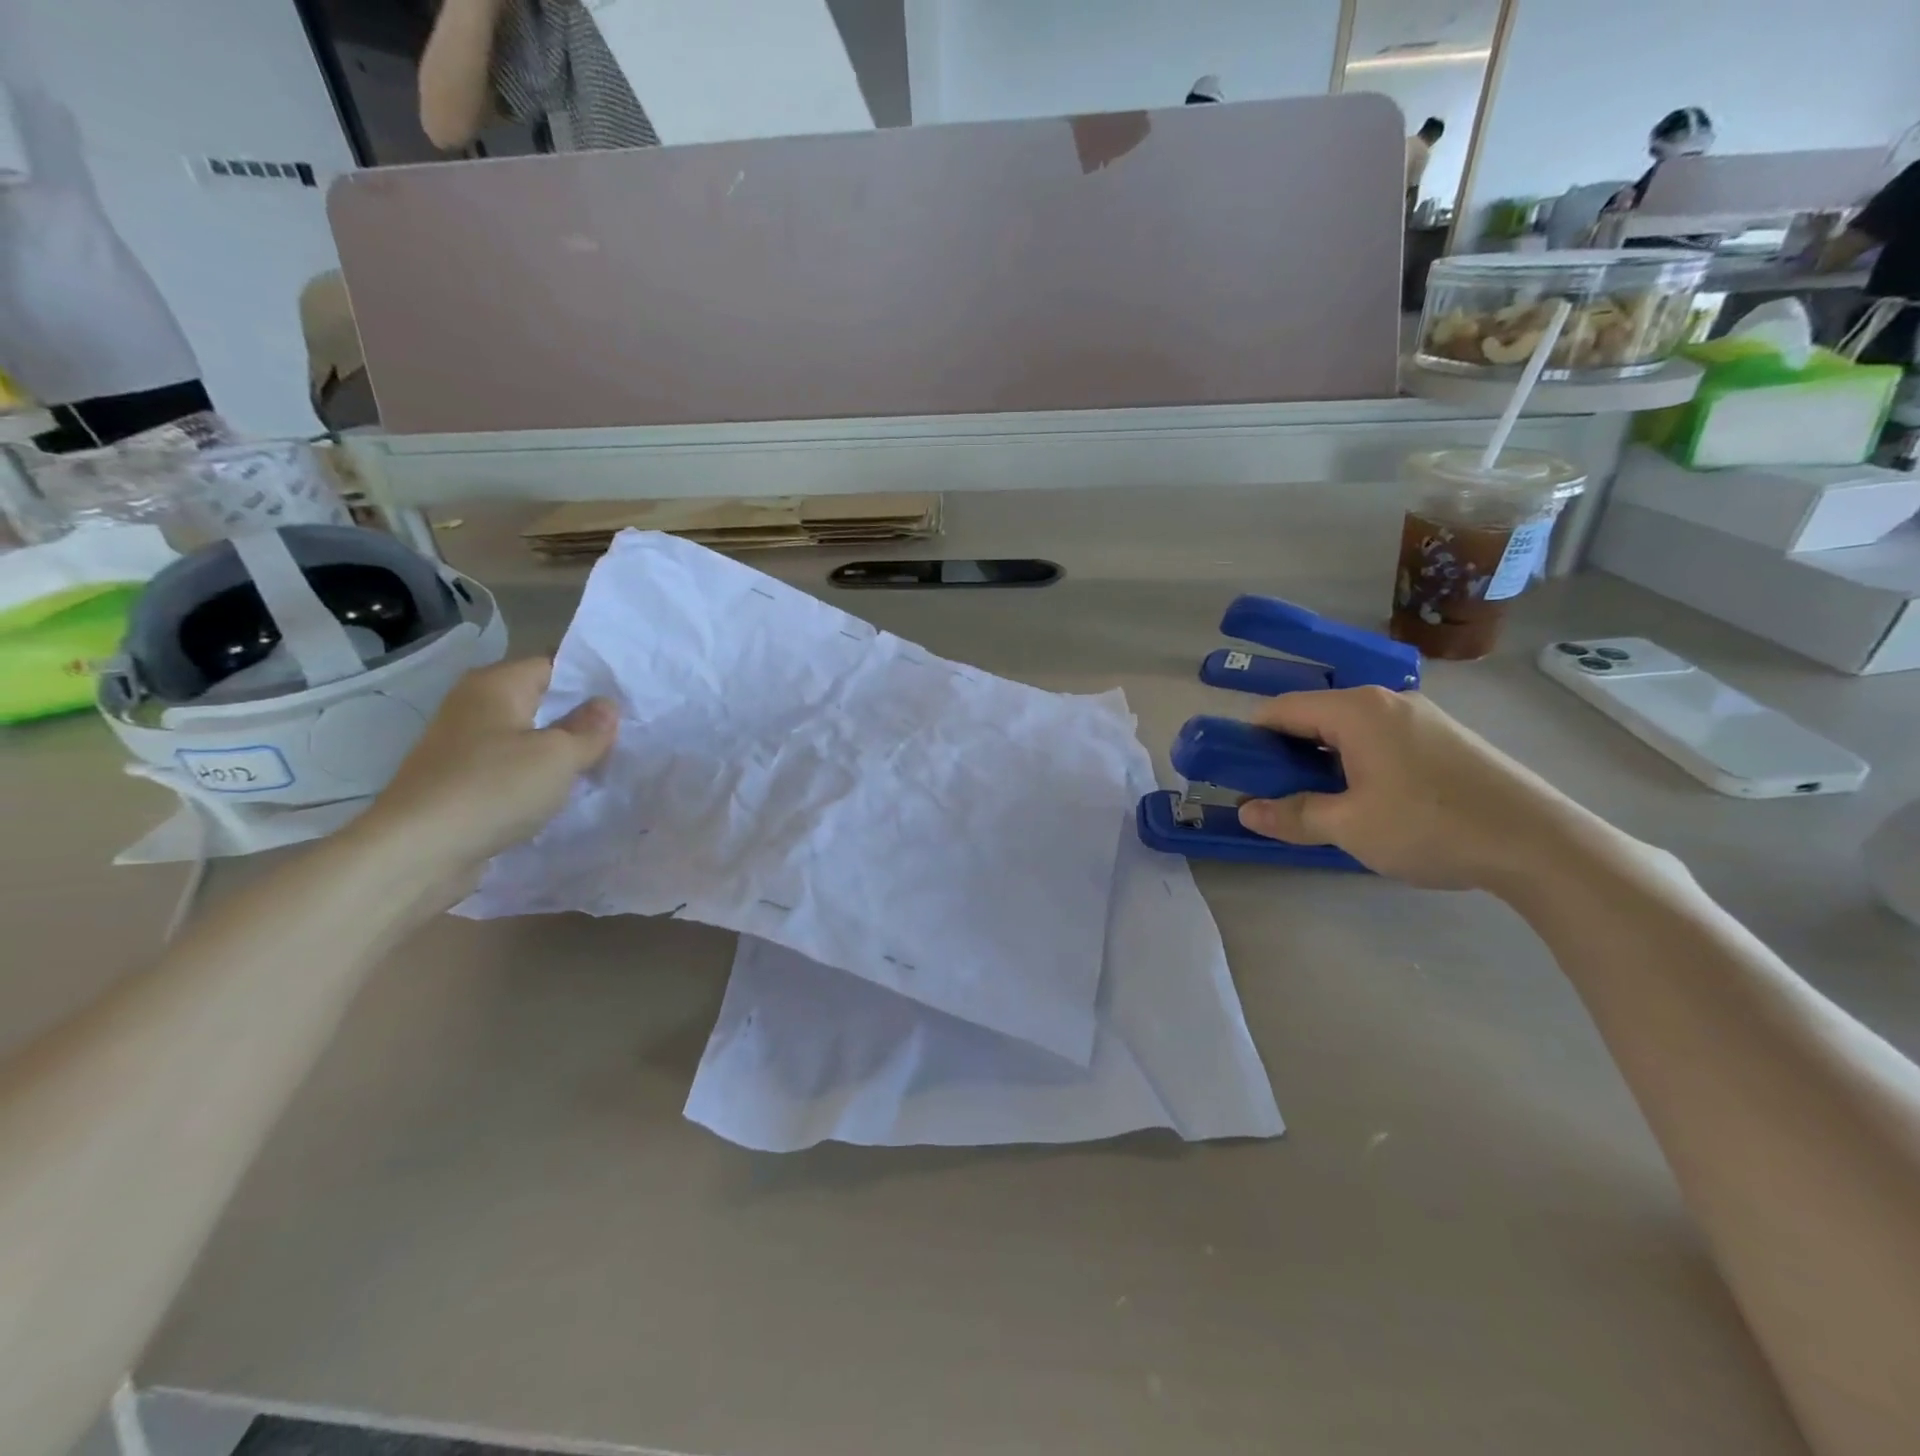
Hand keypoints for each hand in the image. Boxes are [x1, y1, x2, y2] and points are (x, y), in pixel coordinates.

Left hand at [353, 658, 616, 899]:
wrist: (417, 853)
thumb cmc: (494, 789)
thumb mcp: (559, 756)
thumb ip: (589, 729)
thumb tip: (606, 706)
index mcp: (495, 685)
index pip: (554, 666)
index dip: (592, 682)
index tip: (629, 702)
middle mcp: (474, 706)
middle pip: (540, 702)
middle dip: (580, 719)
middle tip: (625, 736)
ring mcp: (463, 746)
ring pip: (527, 738)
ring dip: (560, 752)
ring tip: (602, 765)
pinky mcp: (460, 782)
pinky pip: (511, 768)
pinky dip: (537, 777)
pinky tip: (562, 794)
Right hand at [1235, 687, 1600, 891]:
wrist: (1541, 843)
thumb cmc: (1431, 826)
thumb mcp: (1350, 827)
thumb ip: (1292, 815)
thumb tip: (1246, 811)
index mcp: (1356, 710)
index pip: (1280, 709)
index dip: (1248, 738)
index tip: (1233, 772)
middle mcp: (1385, 700)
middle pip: (1313, 716)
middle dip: (1283, 752)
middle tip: (1270, 792)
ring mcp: (1419, 717)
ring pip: (1346, 731)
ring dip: (1319, 760)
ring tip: (1314, 801)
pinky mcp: (1443, 739)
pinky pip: (1377, 740)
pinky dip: (1353, 762)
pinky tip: (1362, 799)